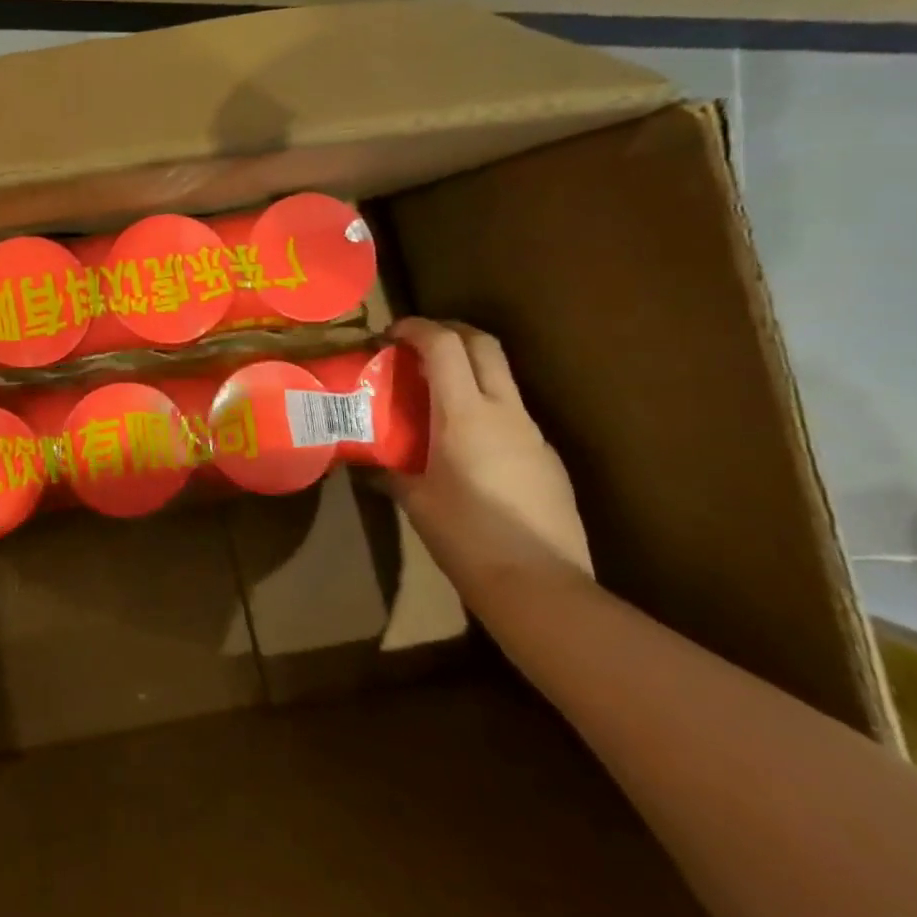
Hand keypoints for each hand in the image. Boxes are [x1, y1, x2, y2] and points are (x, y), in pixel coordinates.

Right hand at [386, 318, 592, 600]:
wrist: (541, 587)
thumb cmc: (466, 538)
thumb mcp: (416, 502)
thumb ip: (390, 473)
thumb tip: (367, 465)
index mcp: (465, 414)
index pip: (443, 345)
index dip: (415, 328)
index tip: (391, 335)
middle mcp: (504, 412)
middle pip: (484, 344)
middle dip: (450, 331)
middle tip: (419, 345)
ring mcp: (534, 434)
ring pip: (503, 379)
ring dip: (471, 370)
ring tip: (439, 395)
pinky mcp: (550, 459)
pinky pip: (514, 417)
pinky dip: (488, 409)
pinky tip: (470, 446)